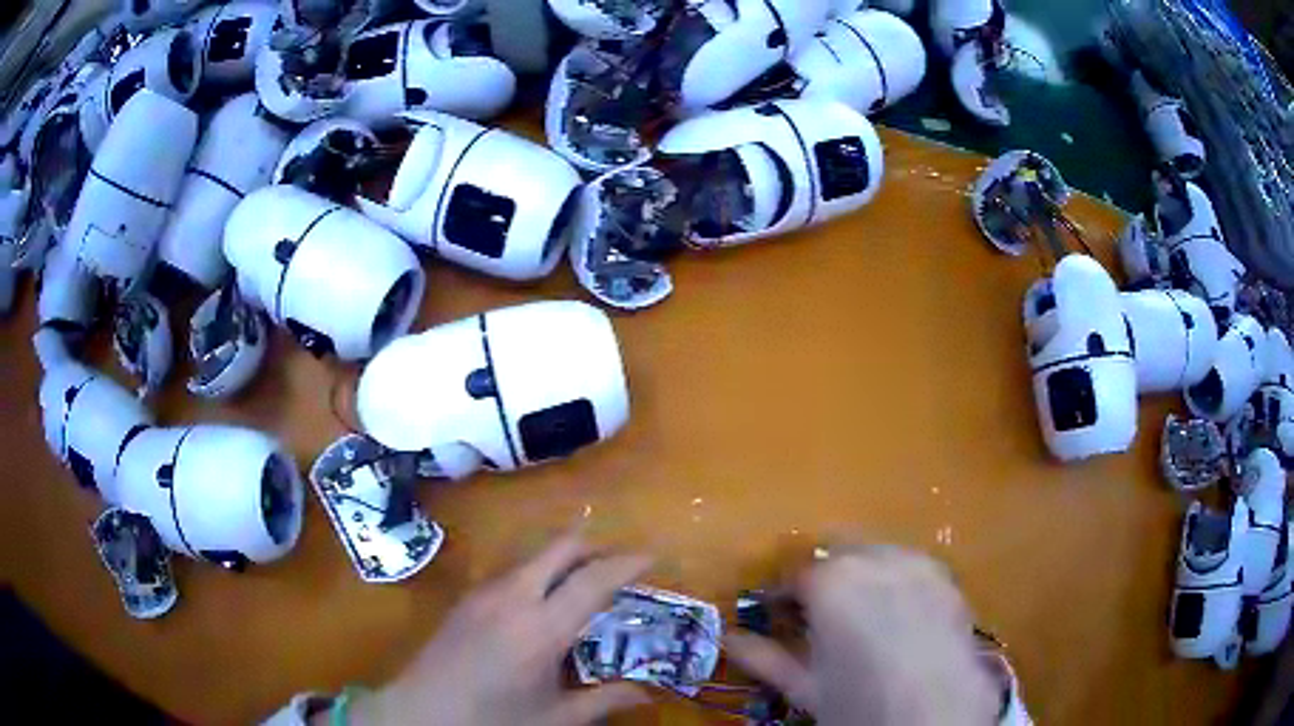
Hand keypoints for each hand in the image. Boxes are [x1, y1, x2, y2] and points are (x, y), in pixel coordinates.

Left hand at [351, 532, 652, 725]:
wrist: (421, 712)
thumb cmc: (493, 719)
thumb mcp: (555, 718)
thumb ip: (604, 702)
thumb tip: (647, 693)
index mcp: (542, 627)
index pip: (593, 580)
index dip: (626, 563)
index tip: (652, 556)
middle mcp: (513, 596)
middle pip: (560, 548)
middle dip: (595, 547)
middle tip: (620, 564)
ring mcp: (484, 592)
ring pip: (533, 556)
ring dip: (564, 560)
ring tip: (584, 584)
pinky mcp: (466, 597)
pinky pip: (512, 571)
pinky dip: (538, 573)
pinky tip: (541, 603)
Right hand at [726, 546, 998, 725]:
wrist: (937, 715)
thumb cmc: (860, 704)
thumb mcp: (806, 686)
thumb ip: (764, 657)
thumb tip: (730, 639)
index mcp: (833, 581)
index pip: (794, 573)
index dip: (782, 595)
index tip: (778, 615)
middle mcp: (876, 558)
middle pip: (838, 552)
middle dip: (824, 578)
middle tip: (819, 616)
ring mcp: (918, 564)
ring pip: (877, 554)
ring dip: (861, 575)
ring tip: (860, 617)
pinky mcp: (947, 578)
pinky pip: (911, 567)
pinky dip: (896, 582)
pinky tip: (898, 618)